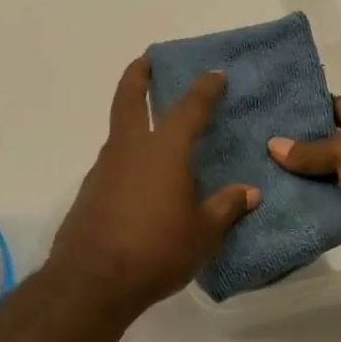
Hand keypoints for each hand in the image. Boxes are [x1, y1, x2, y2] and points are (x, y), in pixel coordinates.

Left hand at [47, 57, 260, 319]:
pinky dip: (127, 157)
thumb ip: (226, 208)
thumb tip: (250, 193)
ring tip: (153, 128)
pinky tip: (140, 179)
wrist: (92, 281)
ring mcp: (104, 168)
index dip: (204, 89)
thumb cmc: (157, 251)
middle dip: (139, 75)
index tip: (215, 74)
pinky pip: (113, 162)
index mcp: (164, 151)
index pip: (188, 108)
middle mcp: (130, 149)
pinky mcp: (90, 191)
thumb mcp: (203, 233)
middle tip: (147, 60)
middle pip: (130, 98)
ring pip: (118, 131)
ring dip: (133, 119)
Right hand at [269, 95, 340, 268]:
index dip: (299, 112)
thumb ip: (309, 151)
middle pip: (325, 145)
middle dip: (294, 153)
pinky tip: (284, 212)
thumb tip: (272, 145)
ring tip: (260, 186)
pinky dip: (318, 211)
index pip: (328, 106)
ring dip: (303, 186)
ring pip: (329, 179)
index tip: (264, 120)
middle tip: (252, 157)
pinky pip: (339, 207)